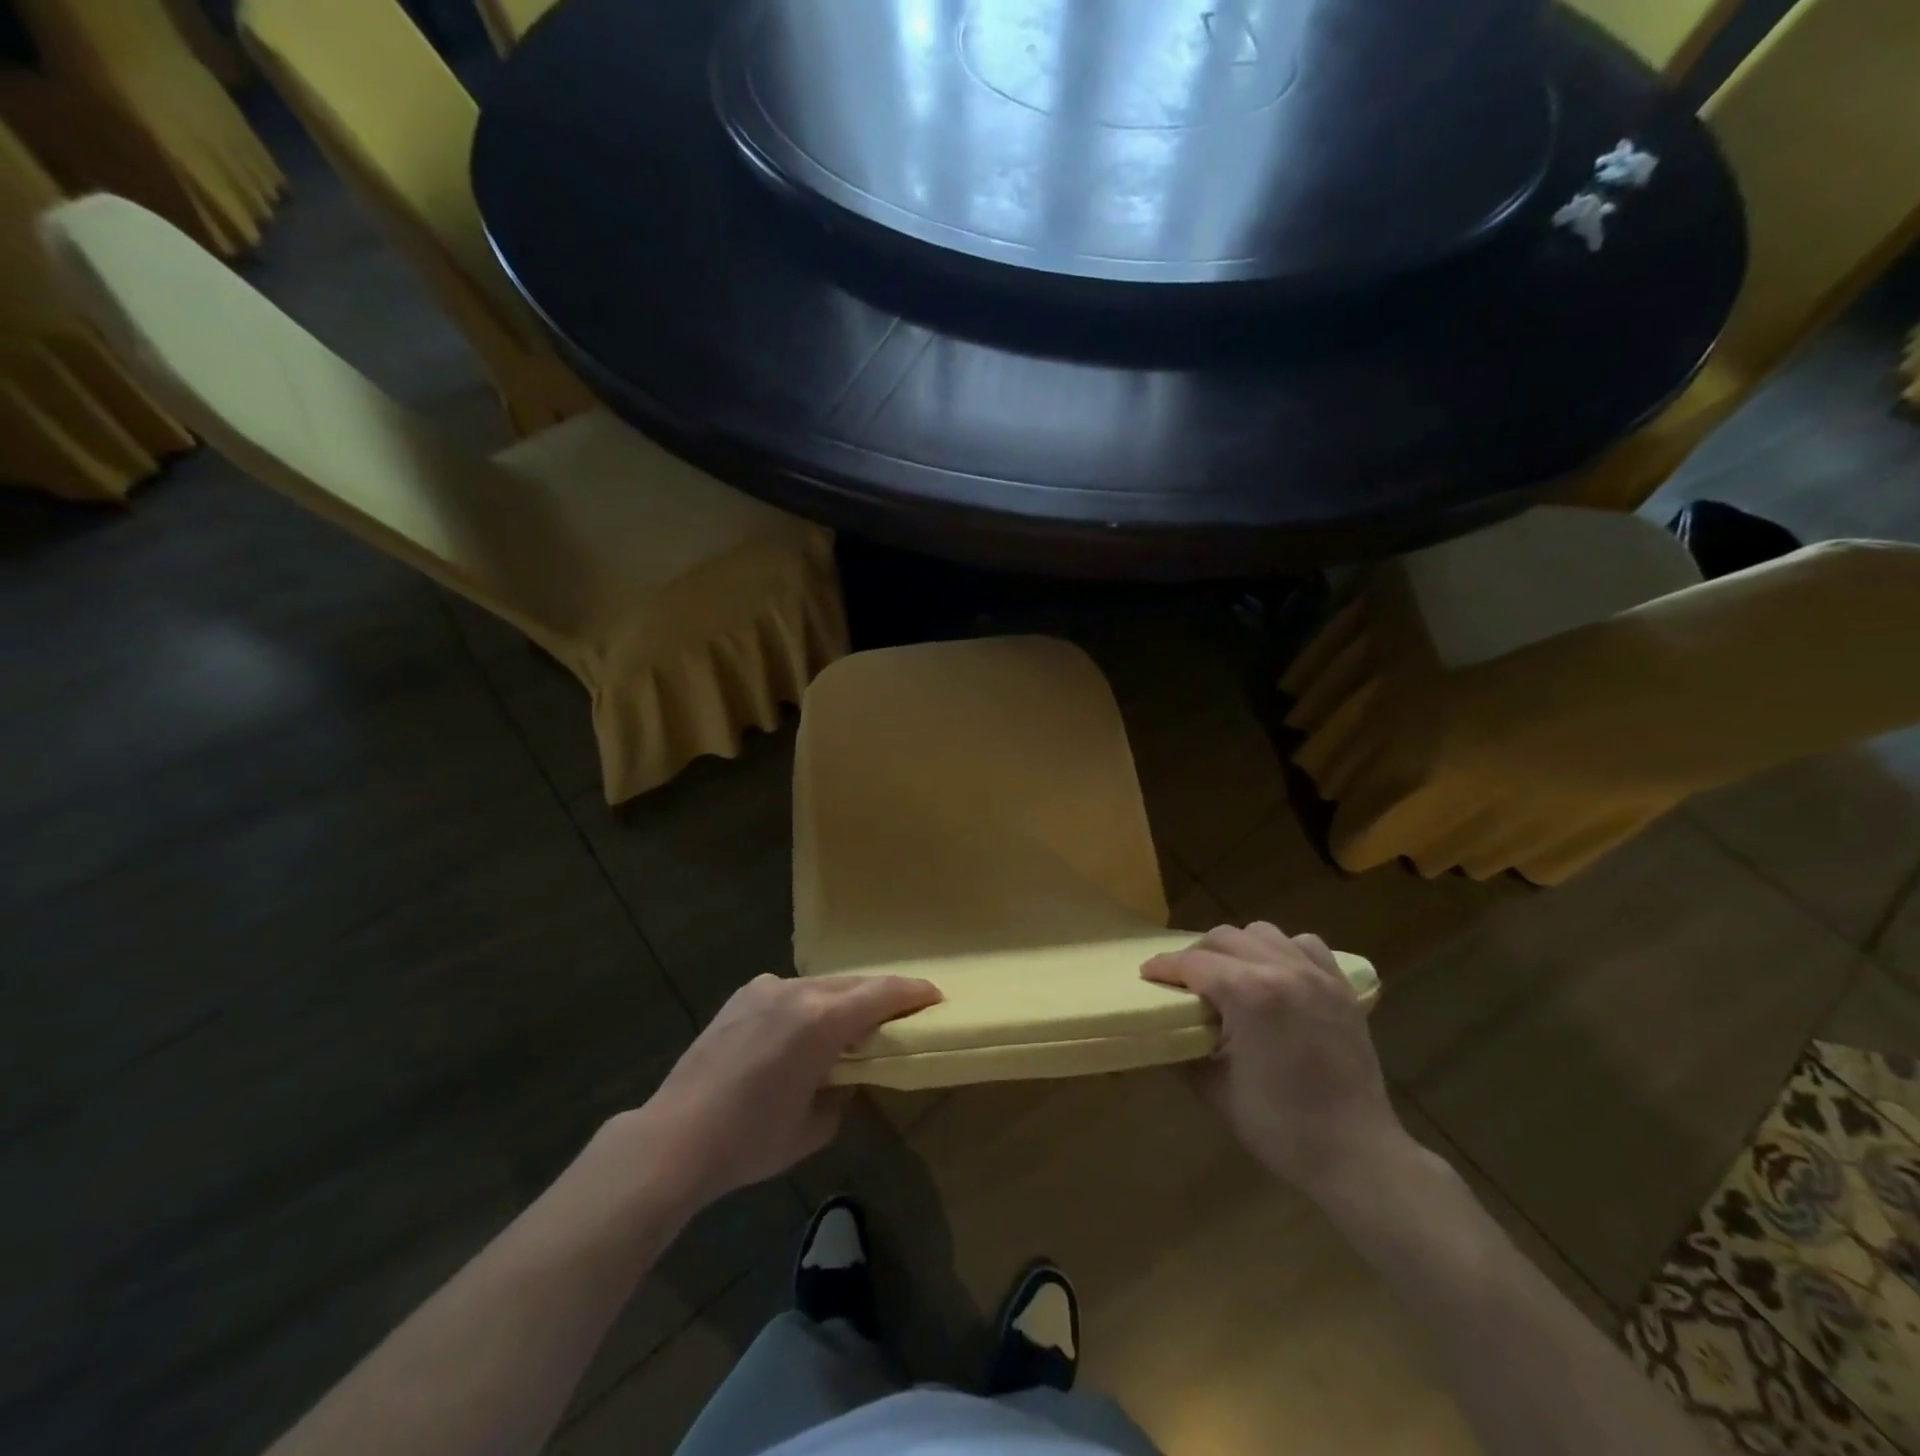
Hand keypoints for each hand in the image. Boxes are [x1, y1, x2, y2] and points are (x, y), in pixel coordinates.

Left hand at [630, 973, 941, 1210]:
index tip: (936, 996)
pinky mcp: (743, 995)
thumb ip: (843, 1092)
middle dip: (882, 994)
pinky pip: (790, 991)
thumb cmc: (752, 1140)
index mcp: (823, 1020)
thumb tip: (844, 1076)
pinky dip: (809, 1004)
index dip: (914, 992)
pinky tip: (802, 1029)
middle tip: (903, 1011)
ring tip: (853, 1022)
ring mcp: (766, 988)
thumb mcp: (814, 1127)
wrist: (676, 1137)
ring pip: (821, 984)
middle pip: (855, 983)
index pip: (882, 993)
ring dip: (844, 999)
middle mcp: (798, 991)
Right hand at [1142, 923, 1407, 1202]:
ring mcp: (1316, 975)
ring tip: (1230, 976)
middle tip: (1183, 981)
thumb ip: (1183, 1048)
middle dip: (1196, 955)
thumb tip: (1161, 1029)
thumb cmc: (1280, 1127)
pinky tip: (1275, 976)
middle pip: (1224, 938)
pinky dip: (1282, 951)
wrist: (1357, 1155)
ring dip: (1238, 948)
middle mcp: (1282, 970)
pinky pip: (1304, 945)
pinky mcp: (1341, 987)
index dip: (1163, 968)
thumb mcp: (1214, 1088)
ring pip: (1262, 933)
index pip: (1193, 963)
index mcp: (1249, 993)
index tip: (1146, 975)